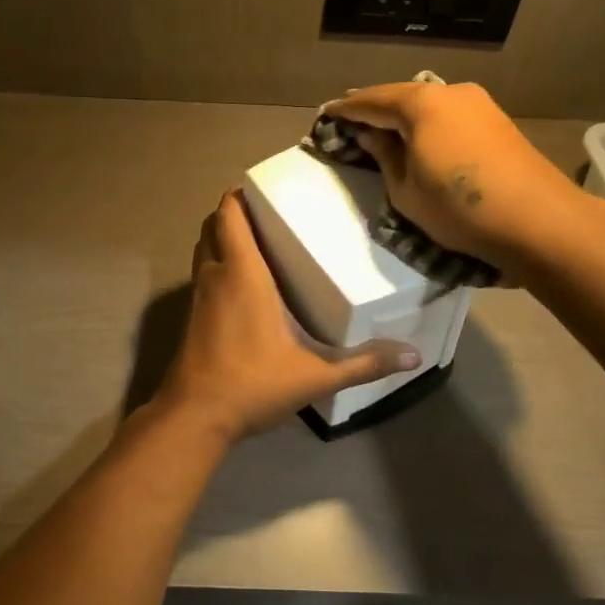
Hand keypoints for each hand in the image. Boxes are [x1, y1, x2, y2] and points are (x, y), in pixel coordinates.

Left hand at [156, 191, 418, 441]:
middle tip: (267, 214)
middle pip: (212, 227)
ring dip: (221, 239)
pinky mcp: (190, 319)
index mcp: (242, 273)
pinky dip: (216, 267)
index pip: (230, 216)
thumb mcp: (316, 375)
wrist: (194, 417)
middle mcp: (215, 276)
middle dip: (233, 214)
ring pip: (203, 251)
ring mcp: (197, 298)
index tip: (262, 187)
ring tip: (256, 243)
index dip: (239, 195)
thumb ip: (364, 364)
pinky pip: (201, 276)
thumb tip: (414, 356)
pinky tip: (241, 288)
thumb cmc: (252, 383)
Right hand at [327, 80, 583, 276]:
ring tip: (383, 125)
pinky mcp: (497, 121)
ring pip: (429, 103)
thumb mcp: (405, 190)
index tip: (327, 112)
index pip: (372, 101)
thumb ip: (385, 157)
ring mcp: (479, 104)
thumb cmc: (458, 208)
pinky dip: (428, 122)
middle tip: (351, 115)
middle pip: (403, 96)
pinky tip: (421, 134)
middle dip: (376, 106)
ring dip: (404, 114)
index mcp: (421, 104)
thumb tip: (373, 136)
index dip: (347, 109)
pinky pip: (450, 114)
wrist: (537, 221)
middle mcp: (450, 92)